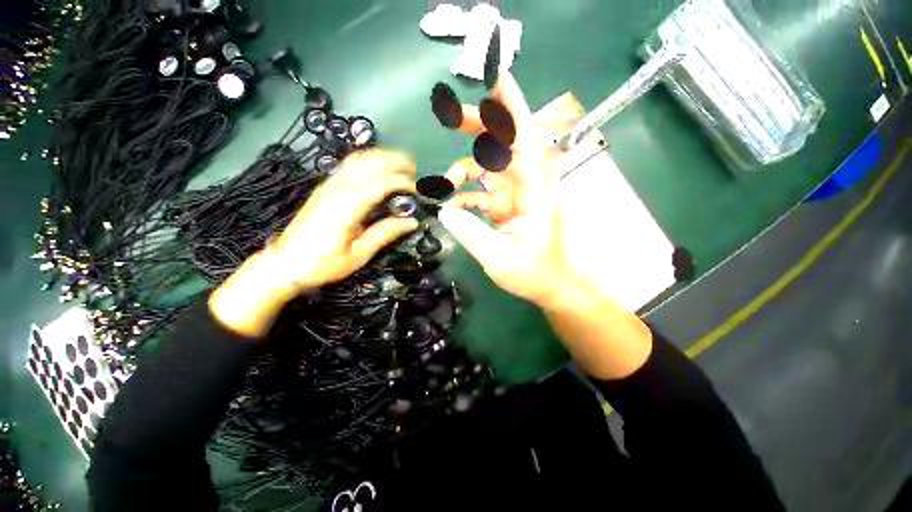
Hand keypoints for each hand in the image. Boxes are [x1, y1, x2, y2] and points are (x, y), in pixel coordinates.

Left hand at [210, 149, 419, 336]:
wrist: (285, 263)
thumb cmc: (323, 265)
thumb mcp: (358, 255)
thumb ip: (385, 234)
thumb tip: (411, 222)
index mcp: (346, 208)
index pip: (380, 183)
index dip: (403, 182)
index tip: (418, 191)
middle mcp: (337, 190)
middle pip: (370, 162)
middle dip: (396, 161)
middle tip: (415, 172)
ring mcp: (329, 185)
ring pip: (359, 158)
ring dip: (383, 157)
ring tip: (402, 166)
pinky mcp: (325, 187)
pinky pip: (349, 165)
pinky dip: (369, 161)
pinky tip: (380, 169)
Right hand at [439, 73, 652, 379]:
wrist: (550, 287)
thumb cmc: (534, 274)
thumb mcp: (500, 258)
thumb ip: (472, 233)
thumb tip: (444, 211)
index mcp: (536, 192)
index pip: (525, 139)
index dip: (512, 108)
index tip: (496, 78)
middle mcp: (528, 186)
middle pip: (505, 144)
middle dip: (481, 127)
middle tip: (453, 117)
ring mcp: (517, 195)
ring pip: (490, 166)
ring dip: (465, 168)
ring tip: (447, 183)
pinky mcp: (507, 207)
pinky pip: (484, 191)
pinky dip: (467, 196)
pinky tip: (454, 209)